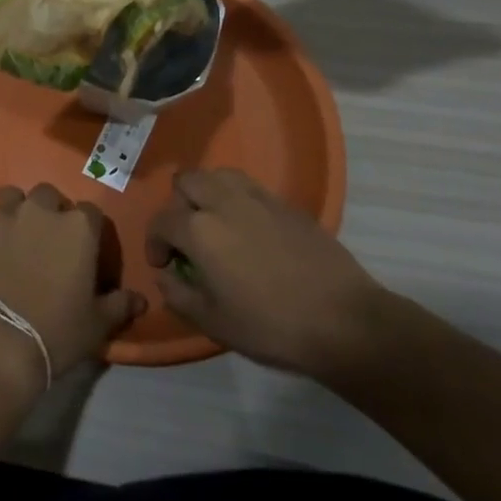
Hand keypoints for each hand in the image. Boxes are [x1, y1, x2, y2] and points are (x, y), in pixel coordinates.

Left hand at [0, 184, 146, 396]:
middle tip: (51, 242)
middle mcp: (40, 212)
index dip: (90, 229)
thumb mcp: (97, 324)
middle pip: (49, 196)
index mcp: (77, 228)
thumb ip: (119, 305)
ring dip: (19, 210)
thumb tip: (139, 300)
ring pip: (13, 197)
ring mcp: (2, 219)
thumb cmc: (55, 331)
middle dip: (52, 212)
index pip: (91, 212)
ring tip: (20, 237)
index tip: (86, 250)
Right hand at [145, 169, 388, 379]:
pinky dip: (239, 200)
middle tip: (187, 237)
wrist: (345, 322)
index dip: (154, 243)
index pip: (161, 220)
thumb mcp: (212, 322)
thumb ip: (177, 294)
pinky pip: (251, 189)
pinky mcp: (289, 206)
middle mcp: (225, 203)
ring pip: (220, 175)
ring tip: (216, 224)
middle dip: (178, 205)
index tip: (164, 266)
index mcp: (200, 230)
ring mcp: (260, 200)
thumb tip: (165, 276)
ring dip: (208, 193)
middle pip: (187, 181)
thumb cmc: (270, 326)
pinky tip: (250, 231)